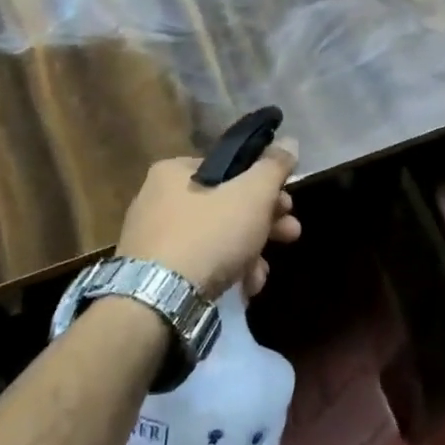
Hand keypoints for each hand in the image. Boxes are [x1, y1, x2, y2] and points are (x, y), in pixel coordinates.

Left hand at [114, 139, 301, 298]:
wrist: (158, 301)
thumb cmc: (209, 234)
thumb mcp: (252, 194)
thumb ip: (274, 167)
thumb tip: (290, 143)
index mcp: (174, 172)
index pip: (231, 168)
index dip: (266, 185)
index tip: (287, 204)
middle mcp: (158, 200)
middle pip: (228, 205)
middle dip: (264, 223)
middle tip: (290, 234)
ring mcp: (155, 239)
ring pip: (218, 237)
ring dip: (250, 252)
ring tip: (262, 274)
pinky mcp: (155, 273)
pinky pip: (200, 263)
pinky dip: (226, 271)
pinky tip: (243, 288)